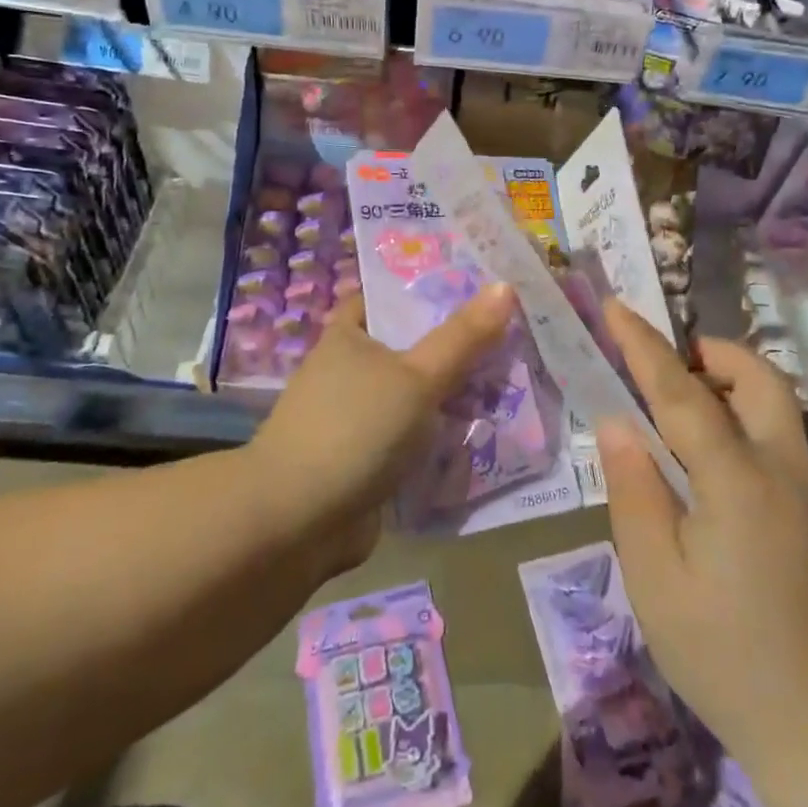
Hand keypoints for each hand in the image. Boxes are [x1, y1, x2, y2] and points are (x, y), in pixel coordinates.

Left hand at [250, 284, 514, 570]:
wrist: (297, 522)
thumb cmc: (354, 429)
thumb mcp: (417, 377)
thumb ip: (462, 337)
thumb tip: (505, 285)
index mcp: (348, 336)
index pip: (387, 297)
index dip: (427, 289)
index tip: (475, 286)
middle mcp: (348, 371)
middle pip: (410, 348)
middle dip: (454, 348)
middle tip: (509, 336)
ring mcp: (355, 418)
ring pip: (414, 396)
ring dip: (451, 397)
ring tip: (509, 384)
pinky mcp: (365, 460)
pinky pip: (412, 439)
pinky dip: (440, 438)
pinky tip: (482, 435)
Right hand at [596, 303, 807, 772]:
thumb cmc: (721, 652)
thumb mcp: (655, 579)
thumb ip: (635, 491)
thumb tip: (619, 423)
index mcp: (737, 482)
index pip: (683, 394)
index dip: (644, 347)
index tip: (615, 307)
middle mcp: (784, 468)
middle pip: (758, 378)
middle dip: (710, 353)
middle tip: (666, 364)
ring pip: (776, 402)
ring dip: (730, 382)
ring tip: (683, 406)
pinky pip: (780, 433)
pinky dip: (744, 414)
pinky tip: (711, 456)